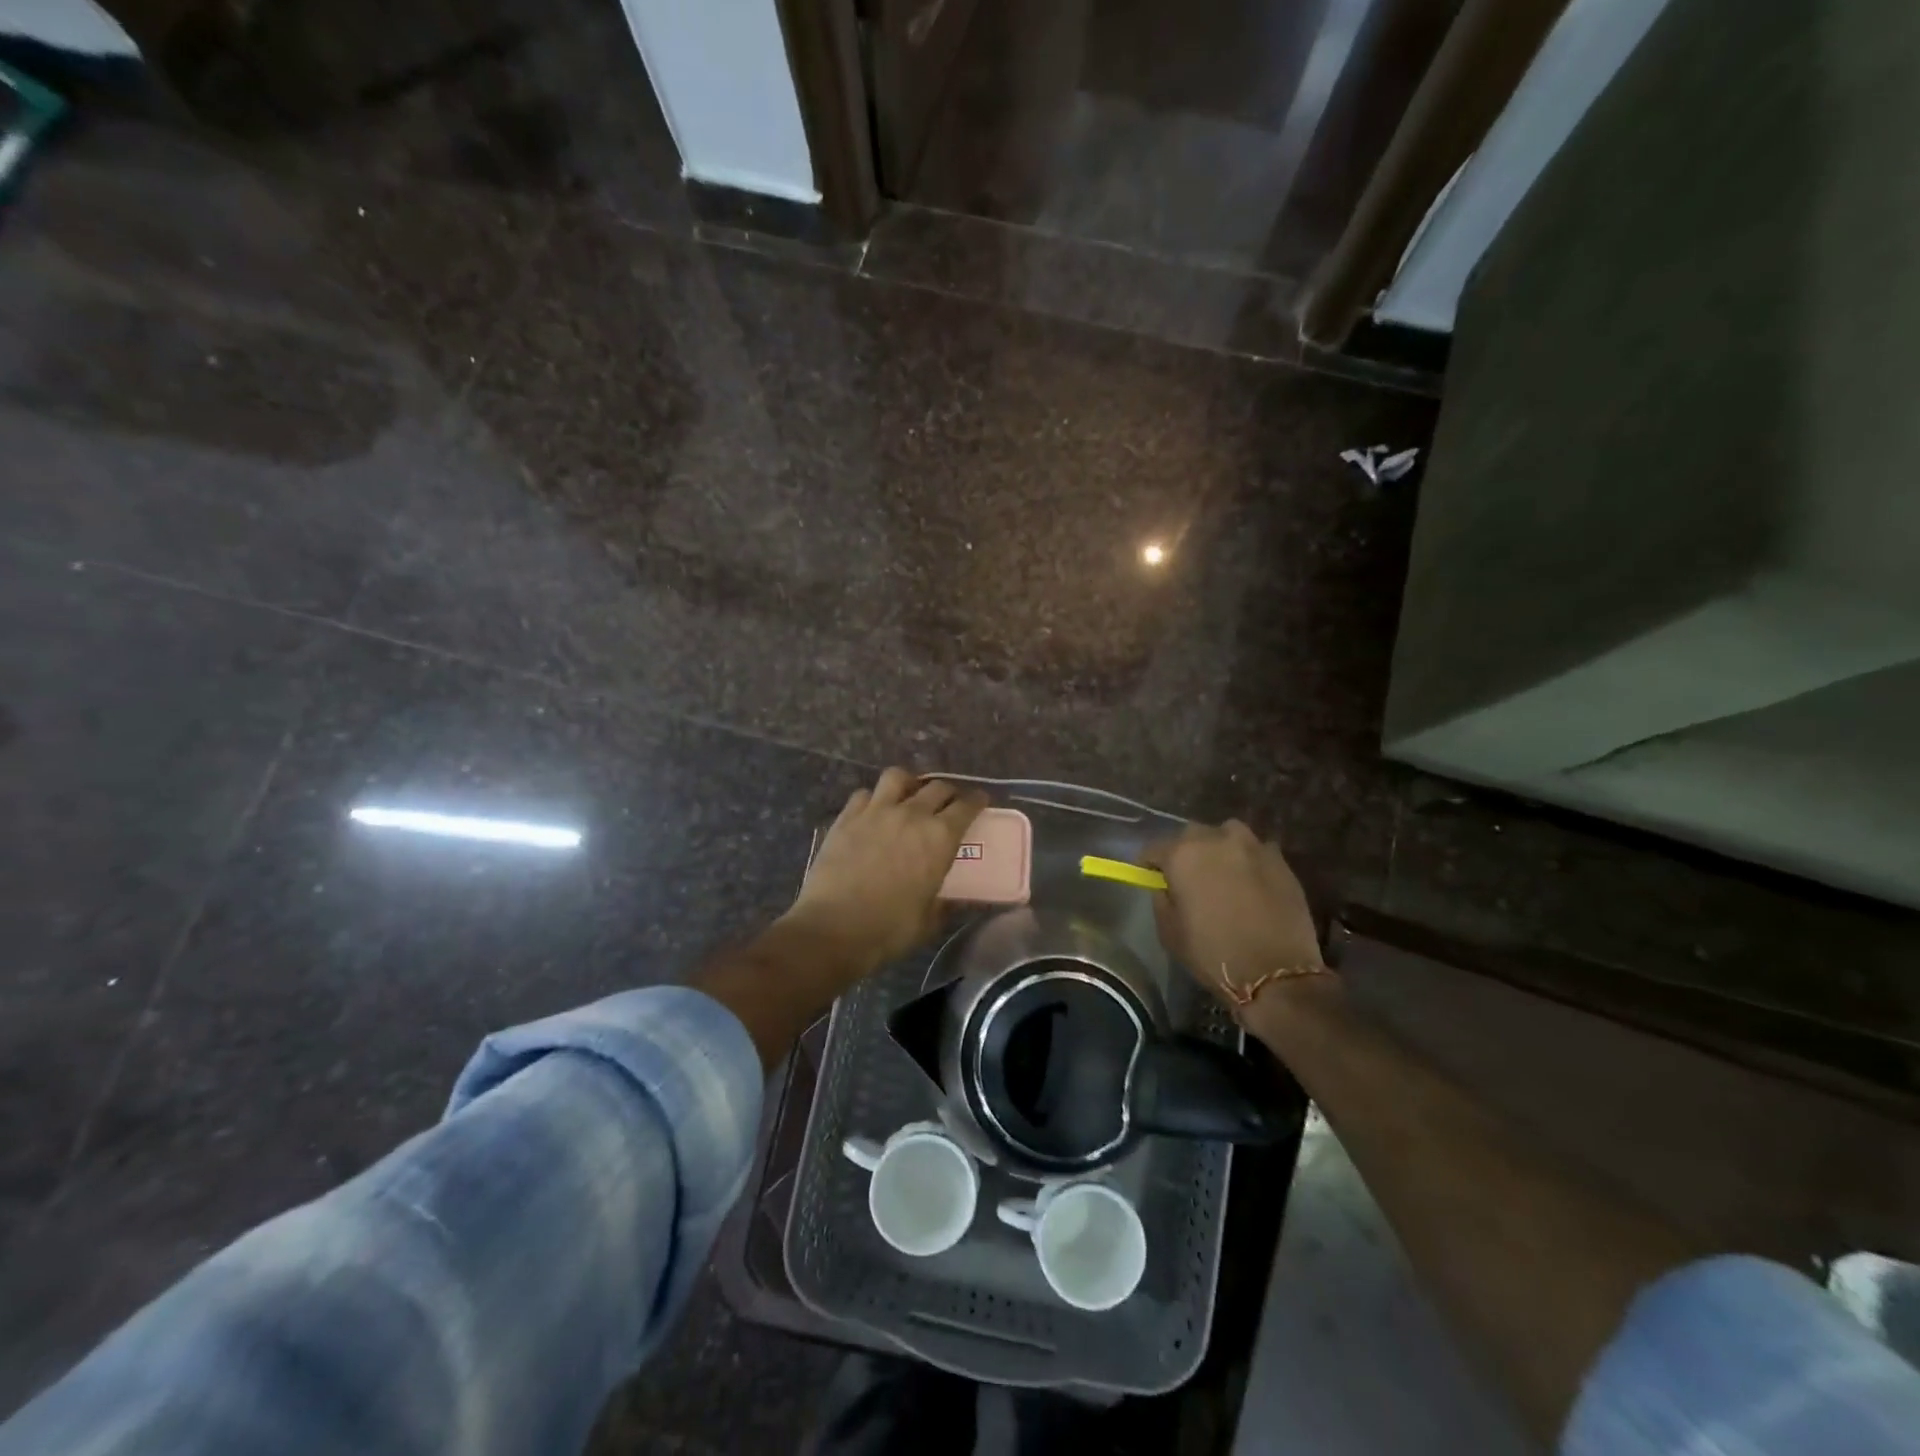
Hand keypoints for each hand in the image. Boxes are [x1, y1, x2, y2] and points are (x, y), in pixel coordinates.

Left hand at [785, 768, 988, 974]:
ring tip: (908, 796)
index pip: (966, 806)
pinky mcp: (847, 817)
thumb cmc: (889, 929)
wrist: (833, 928)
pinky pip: (865, 793)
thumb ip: (945, 905)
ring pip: (897, 777)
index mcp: (940, 838)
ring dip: (909, 783)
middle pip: (936, 787)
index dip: (976, 801)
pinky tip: (873, 811)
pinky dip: (874, 798)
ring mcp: (876, 811)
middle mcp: (911, 814)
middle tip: (949, 803)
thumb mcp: (929, 922)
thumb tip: (955, 902)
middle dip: (948, 792)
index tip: (980, 801)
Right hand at [1144, 820, 1323, 1007]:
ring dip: (1220, 848)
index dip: (1149, 863)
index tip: (1149, 876)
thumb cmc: (1213, 954)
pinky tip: (1252, 883)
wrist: (1276, 973)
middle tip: (1188, 876)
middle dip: (1186, 851)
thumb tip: (1166, 886)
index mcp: (1183, 855)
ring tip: (1222, 873)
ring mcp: (1253, 847)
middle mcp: (1217, 840)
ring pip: (1228, 834)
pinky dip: (1249, 861)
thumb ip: (1162, 899)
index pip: (1155, 848)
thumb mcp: (1170, 932)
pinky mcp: (1281, 861)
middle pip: (1192, 835)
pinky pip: (1257, 851)